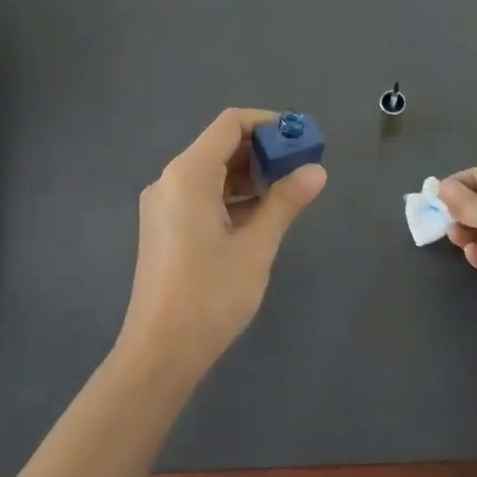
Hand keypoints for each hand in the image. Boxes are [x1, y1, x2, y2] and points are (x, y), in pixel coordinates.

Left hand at [118, 109, 326, 378]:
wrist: (160, 352)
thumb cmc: (210, 295)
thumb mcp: (256, 246)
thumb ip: (285, 202)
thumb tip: (315, 171)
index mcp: (188, 174)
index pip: (230, 124)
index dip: (268, 124)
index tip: (300, 139)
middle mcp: (170, 180)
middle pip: (220, 146)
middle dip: (262, 151)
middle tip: (301, 168)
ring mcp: (163, 205)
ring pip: (211, 173)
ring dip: (249, 176)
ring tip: (287, 193)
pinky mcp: (164, 227)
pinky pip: (201, 196)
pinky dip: (231, 196)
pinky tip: (259, 216)